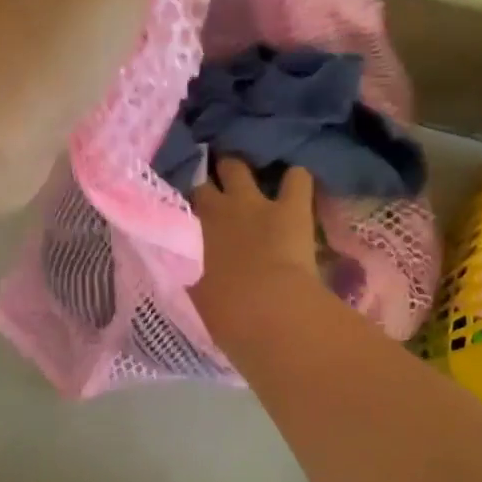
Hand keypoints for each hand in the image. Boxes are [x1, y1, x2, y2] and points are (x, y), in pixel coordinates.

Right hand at [189, 158, 320, 340]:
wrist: (268, 310)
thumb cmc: (226, 312)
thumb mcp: (196, 294)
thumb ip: (191, 275)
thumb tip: (188, 270)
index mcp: (193, 230)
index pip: (183, 202)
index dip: (189, 202)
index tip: (191, 208)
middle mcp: (220, 208)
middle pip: (209, 180)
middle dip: (216, 178)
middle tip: (221, 190)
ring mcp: (256, 203)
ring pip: (243, 169)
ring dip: (246, 172)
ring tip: (252, 179)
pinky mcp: (293, 208)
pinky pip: (297, 178)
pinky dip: (295, 180)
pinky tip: (296, 185)